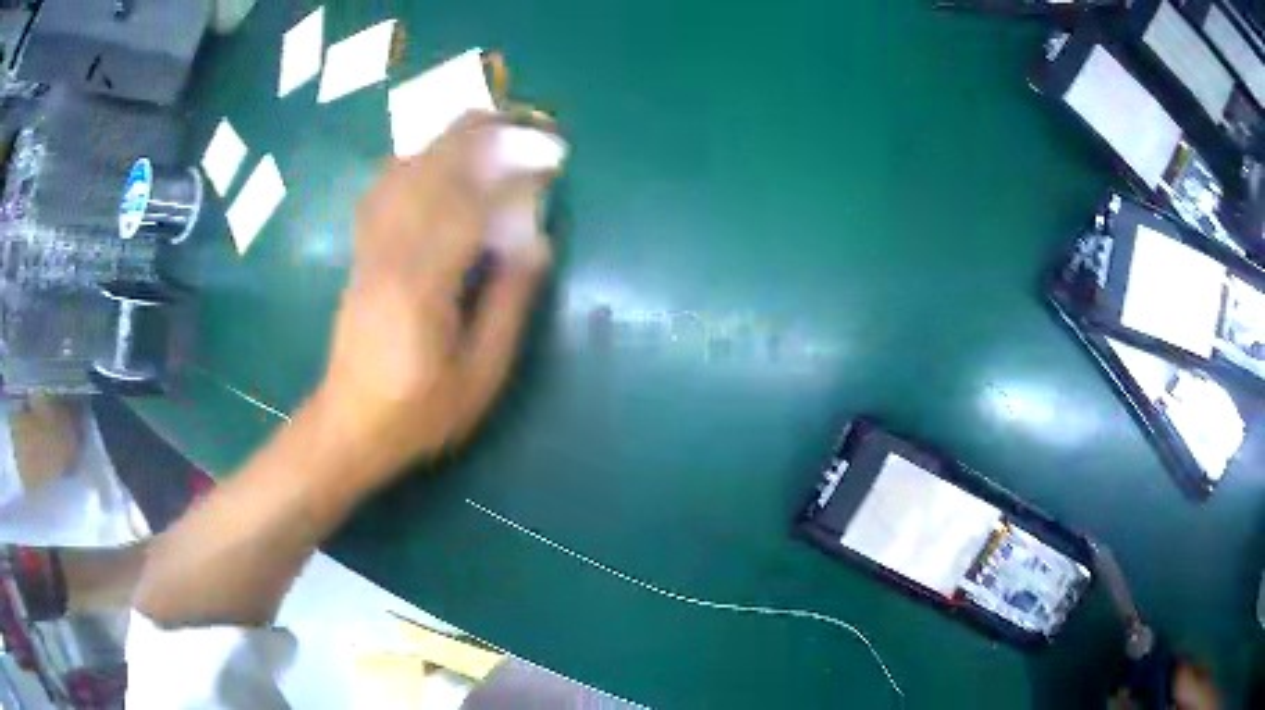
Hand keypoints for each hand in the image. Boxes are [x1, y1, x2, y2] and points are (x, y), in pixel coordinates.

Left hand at [317, 112, 555, 482]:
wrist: (349, 427)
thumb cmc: (419, 414)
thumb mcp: (480, 377)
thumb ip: (509, 306)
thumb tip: (536, 244)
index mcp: (422, 287)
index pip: (468, 205)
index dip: (508, 171)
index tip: (544, 152)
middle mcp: (389, 255)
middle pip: (429, 175)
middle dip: (472, 138)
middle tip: (514, 116)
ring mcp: (368, 252)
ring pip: (401, 177)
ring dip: (439, 143)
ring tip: (476, 123)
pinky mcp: (360, 257)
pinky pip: (380, 195)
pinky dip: (406, 164)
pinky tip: (424, 157)